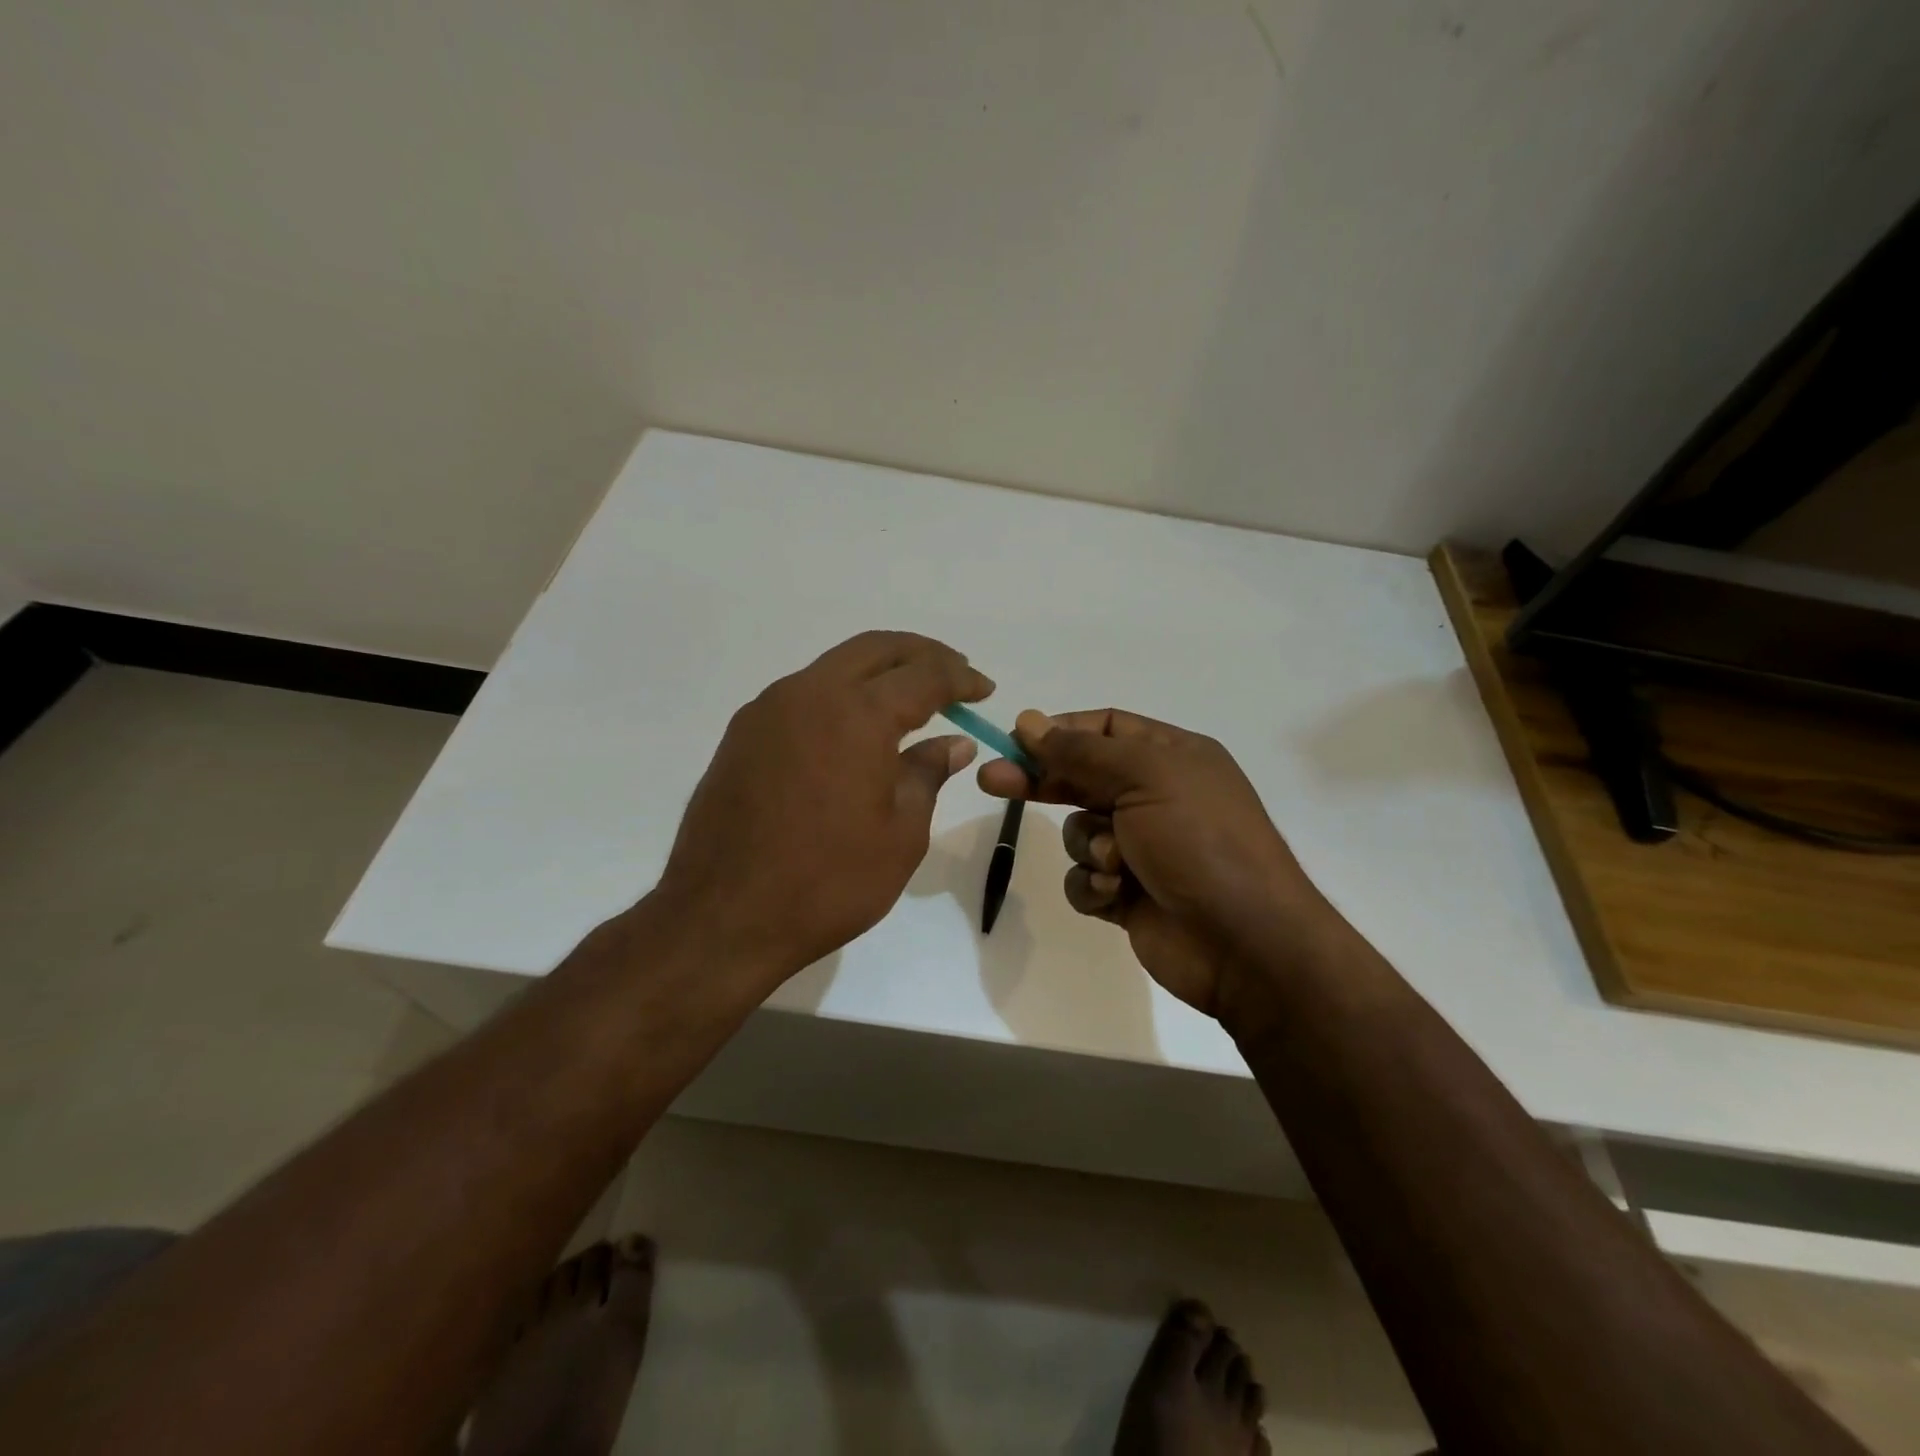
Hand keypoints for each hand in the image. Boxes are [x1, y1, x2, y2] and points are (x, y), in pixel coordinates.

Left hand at [658, 631, 991, 986]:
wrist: (724, 917)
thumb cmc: (829, 880)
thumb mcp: (901, 832)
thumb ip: (928, 773)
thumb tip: (953, 743)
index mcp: (857, 713)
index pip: (923, 675)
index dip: (960, 678)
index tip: (984, 689)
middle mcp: (808, 694)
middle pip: (875, 649)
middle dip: (921, 654)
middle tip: (954, 673)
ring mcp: (767, 710)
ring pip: (834, 667)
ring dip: (877, 672)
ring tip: (909, 700)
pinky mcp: (742, 734)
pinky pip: (803, 695)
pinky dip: (840, 696)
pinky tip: (853, 730)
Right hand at [978, 709, 1337, 1025]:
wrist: (1245, 943)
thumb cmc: (1200, 841)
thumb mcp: (1144, 777)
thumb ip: (1081, 751)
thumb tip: (1029, 721)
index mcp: (1172, 757)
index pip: (1106, 728)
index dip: (1060, 731)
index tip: (1016, 740)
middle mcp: (1156, 797)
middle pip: (1082, 777)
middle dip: (1041, 780)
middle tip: (991, 779)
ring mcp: (1142, 848)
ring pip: (1079, 832)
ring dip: (1089, 846)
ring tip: (1116, 863)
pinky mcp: (1128, 895)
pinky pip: (1085, 879)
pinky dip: (1094, 886)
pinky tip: (1116, 895)